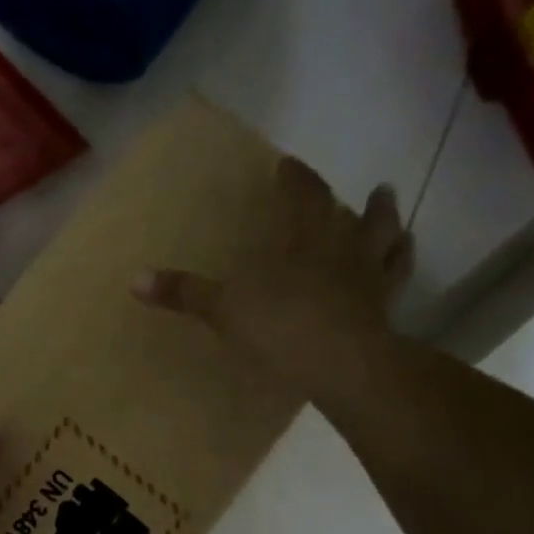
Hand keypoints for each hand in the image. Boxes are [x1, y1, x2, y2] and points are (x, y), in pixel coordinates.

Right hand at [133, 160, 412, 406]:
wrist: (343, 367)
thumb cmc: (284, 328)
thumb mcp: (226, 309)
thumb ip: (186, 293)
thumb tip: (134, 279)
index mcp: (310, 239)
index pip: (306, 195)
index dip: (298, 178)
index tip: (290, 166)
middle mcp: (347, 251)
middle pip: (362, 216)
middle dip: (363, 203)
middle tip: (373, 190)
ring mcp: (372, 283)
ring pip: (390, 246)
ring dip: (392, 231)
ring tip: (398, 222)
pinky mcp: (386, 315)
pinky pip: (396, 288)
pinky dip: (398, 276)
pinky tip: (397, 278)